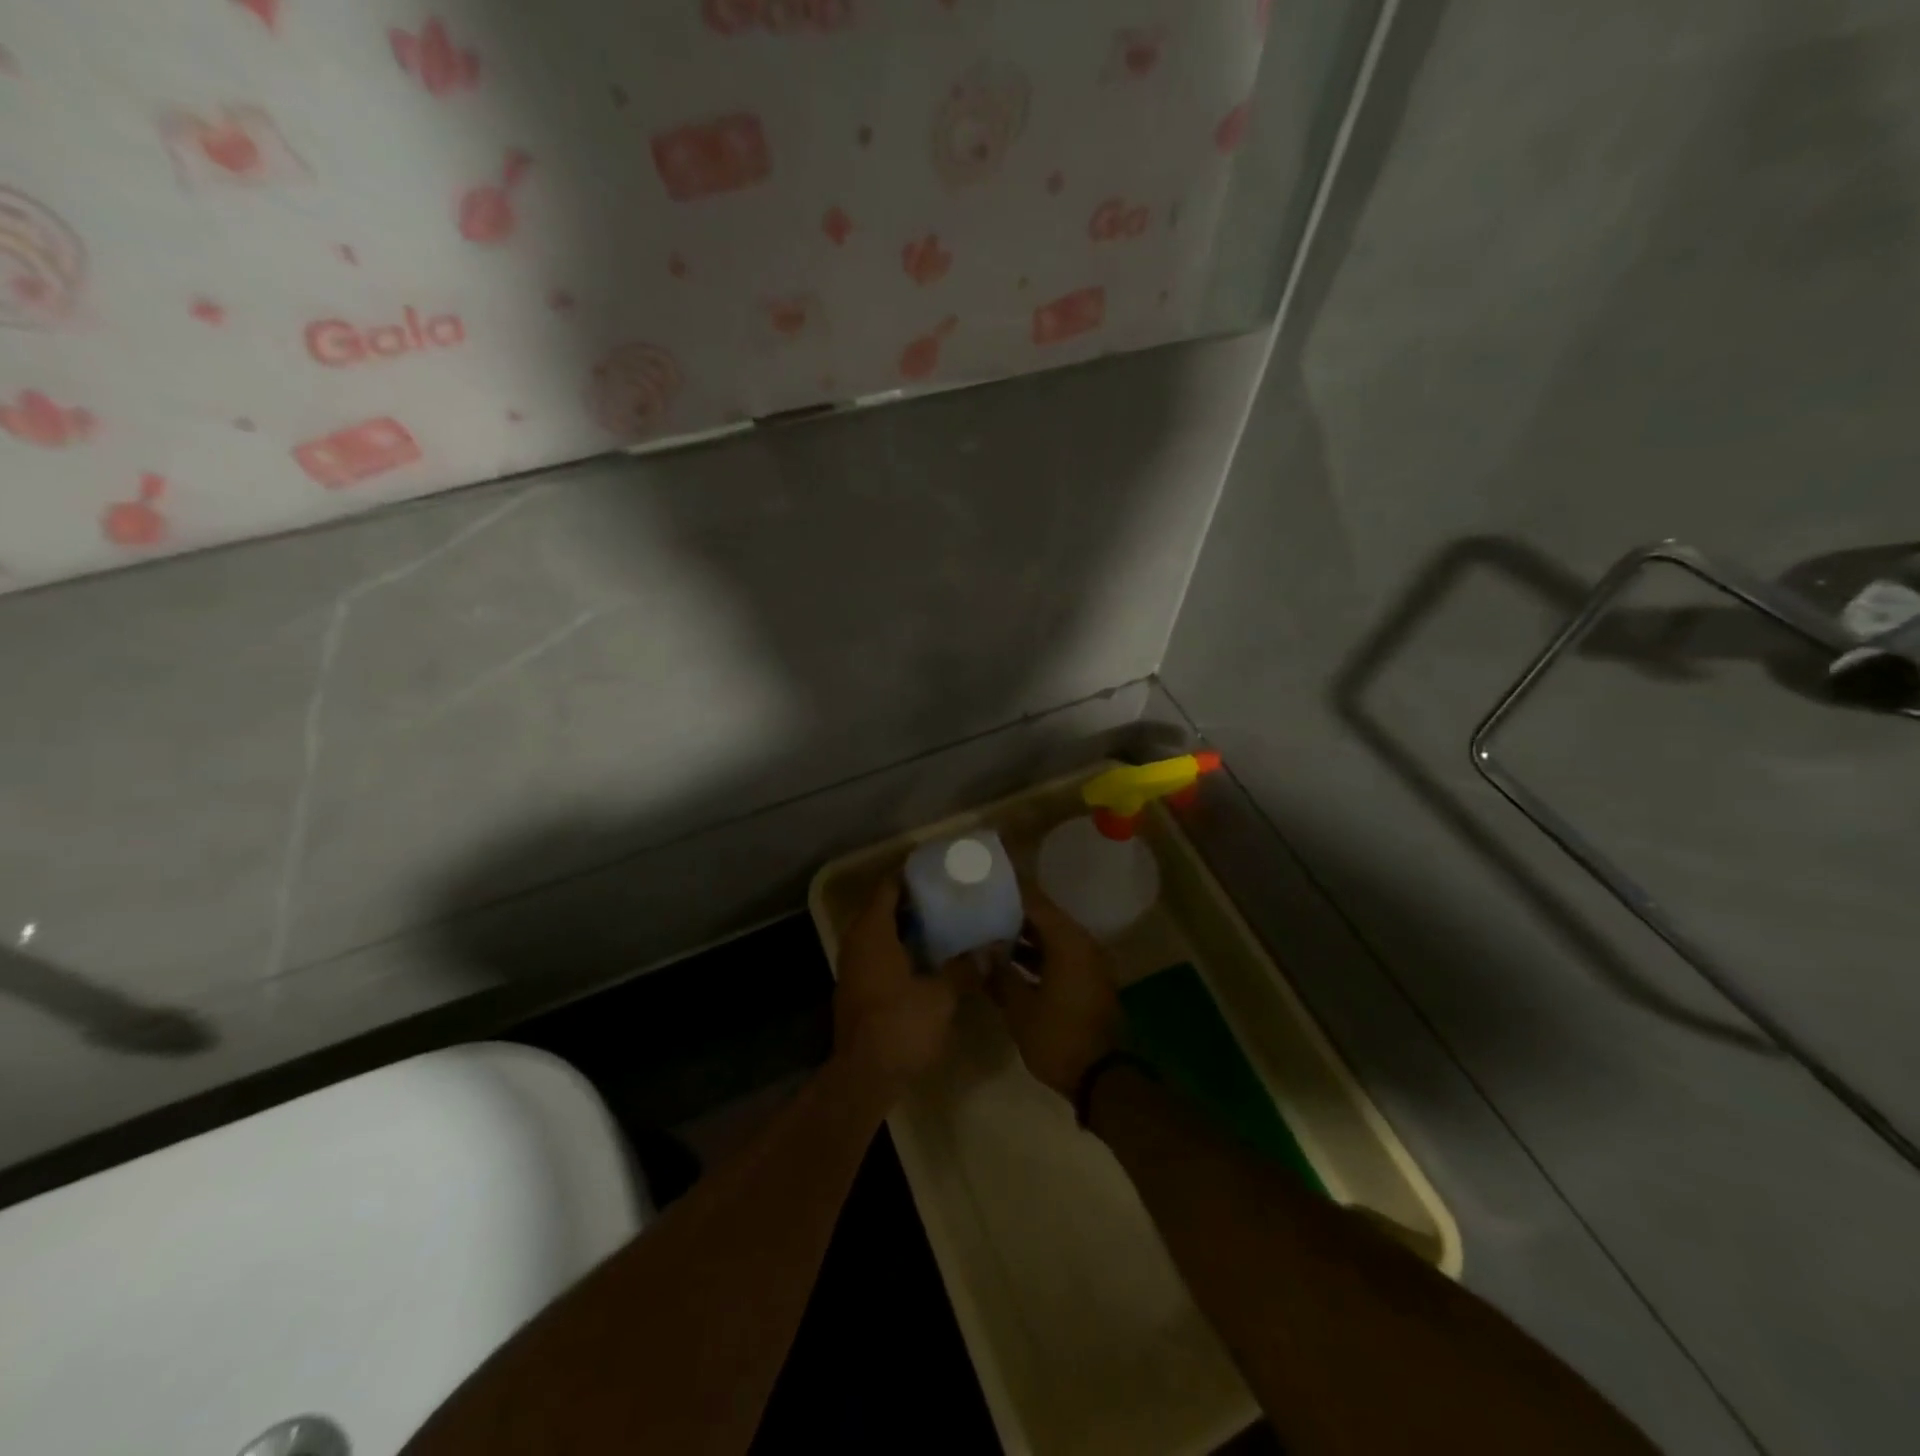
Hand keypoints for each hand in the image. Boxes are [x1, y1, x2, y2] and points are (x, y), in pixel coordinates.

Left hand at [833, 876, 964, 1095]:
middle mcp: (857, 943)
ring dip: (907, 928)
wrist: (864, 1076)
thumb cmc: (901, 1024)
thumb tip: (992, 948)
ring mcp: (853, 968)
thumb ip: (965, 968)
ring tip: (944, 924)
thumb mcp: (941, 995)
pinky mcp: (857, 990)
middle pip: (883, 909)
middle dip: (914, 902)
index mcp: (873, 932)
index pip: (888, 888)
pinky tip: (927, 958)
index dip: (911, 876)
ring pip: (880, 934)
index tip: (938, 871)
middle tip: (948, 897)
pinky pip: (878, 955)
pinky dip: (899, 949)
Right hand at [987, 888, 1119, 1097]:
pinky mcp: (1088, 981)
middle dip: (1012, 913)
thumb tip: (981, 952)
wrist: (1103, 1079)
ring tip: (988, 934)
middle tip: (980, 909)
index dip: (1009, 890)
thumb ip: (999, 974)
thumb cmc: (1058, 1038)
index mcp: (1068, 941)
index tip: (985, 883)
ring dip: (1024, 936)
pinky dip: (1037, 955)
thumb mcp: (1019, 1008)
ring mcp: (1089, 963)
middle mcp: (1082, 944)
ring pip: (1052, 937)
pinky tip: (1009, 963)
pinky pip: (1060, 955)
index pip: (1035, 901)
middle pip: (1044, 917)